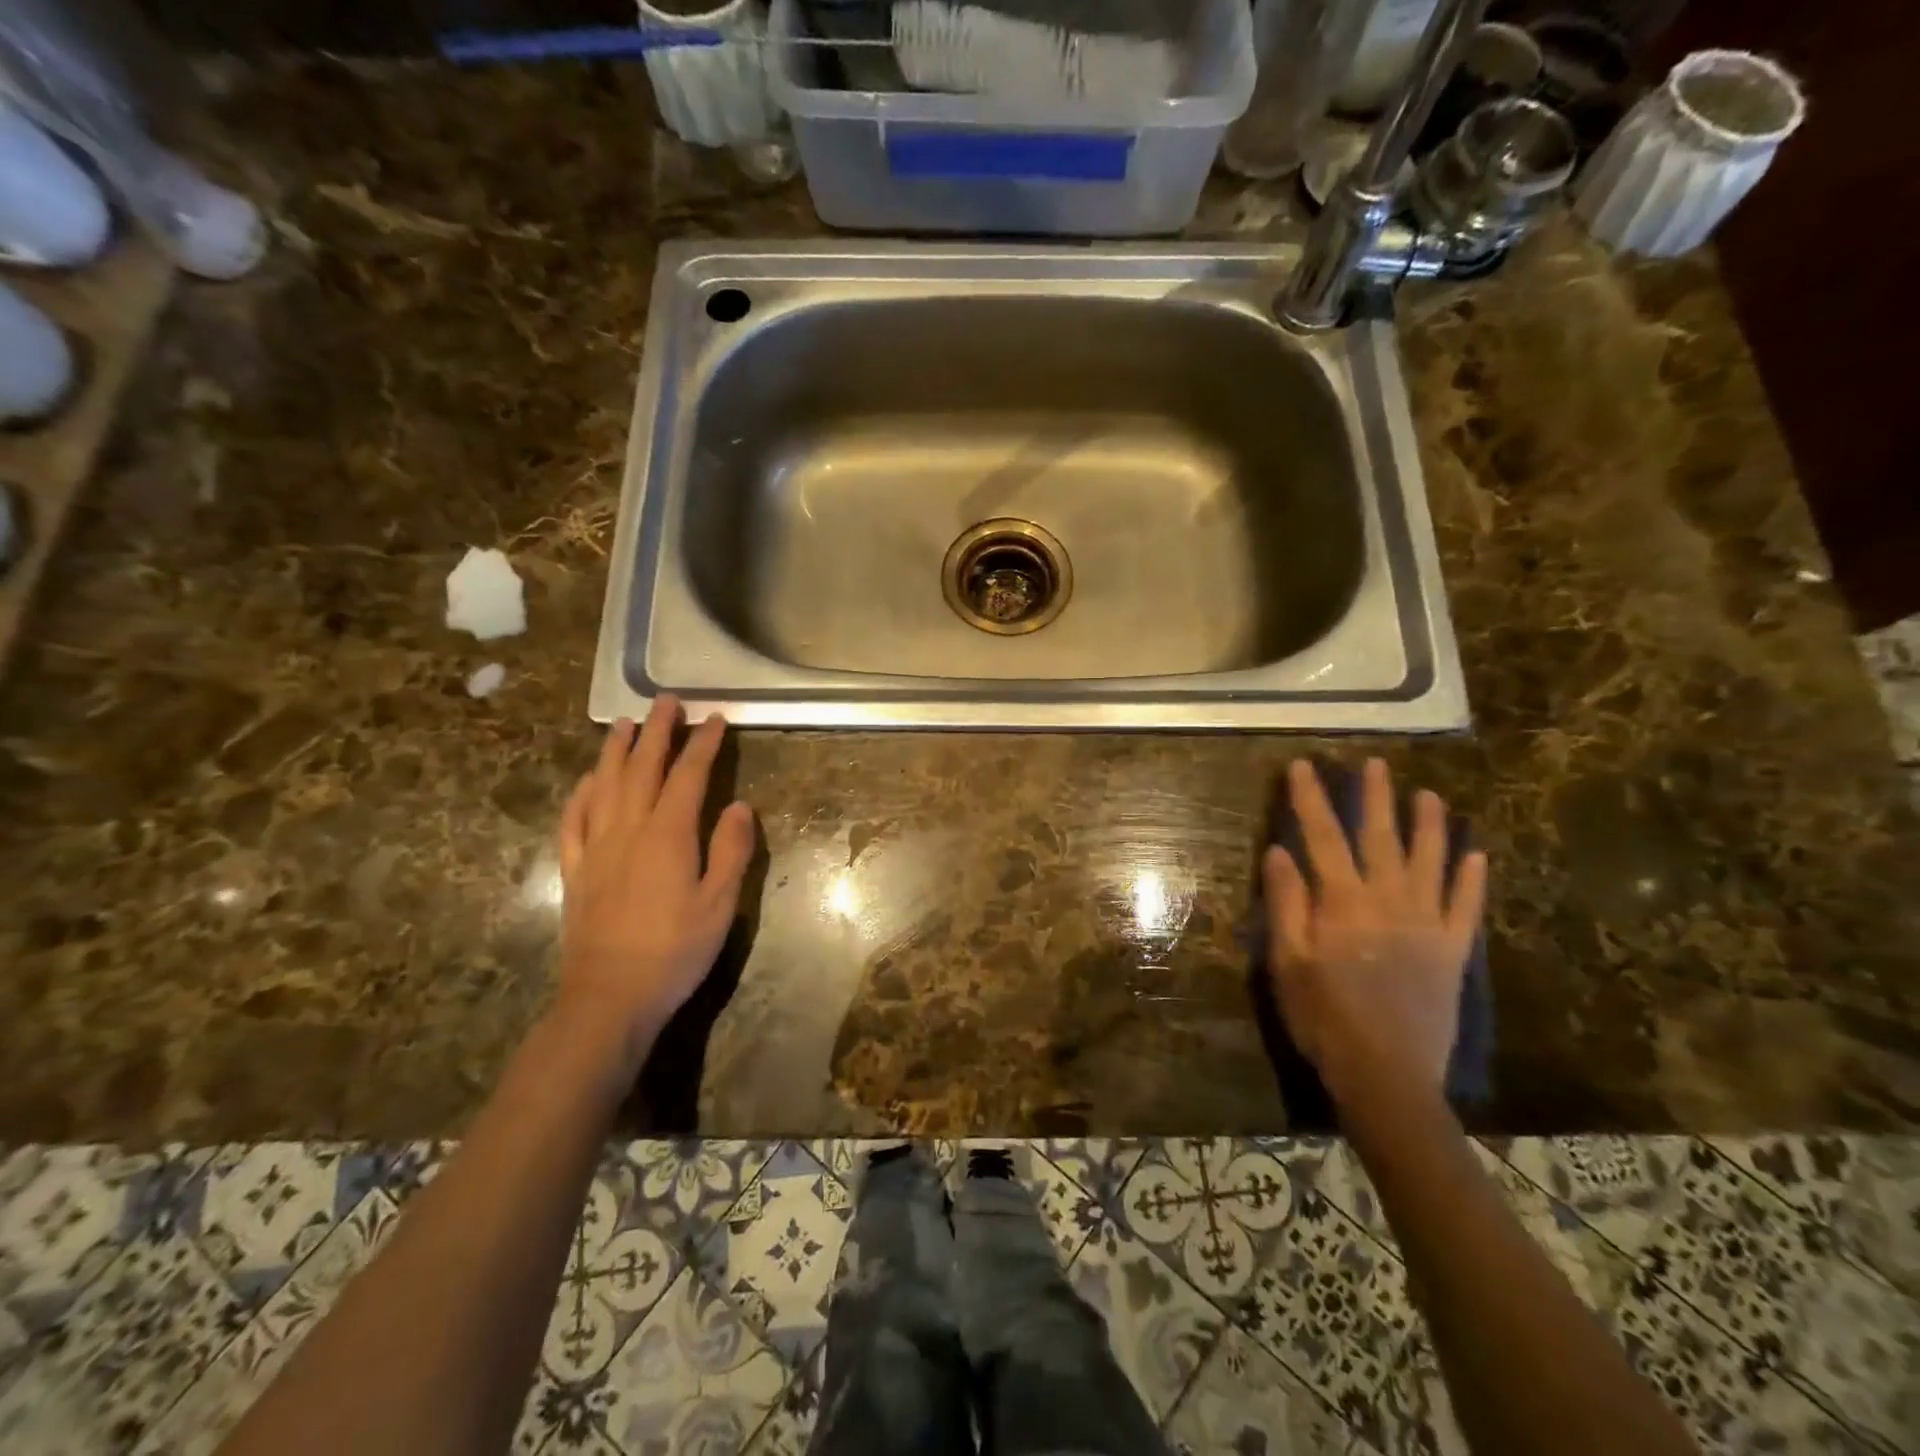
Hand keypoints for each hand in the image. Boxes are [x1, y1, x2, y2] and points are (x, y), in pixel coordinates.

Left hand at [557, 696, 756, 1044]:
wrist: (610, 997)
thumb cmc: (675, 951)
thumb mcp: (719, 904)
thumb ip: (731, 850)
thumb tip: (738, 805)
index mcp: (668, 834)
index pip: (688, 775)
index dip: (702, 744)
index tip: (714, 719)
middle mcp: (628, 829)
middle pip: (641, 767)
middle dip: (657, 731)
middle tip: (667, 702)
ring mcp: (596, 847)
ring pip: (604, 784)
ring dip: (615, 750)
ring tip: (624, 723)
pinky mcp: (576, 869)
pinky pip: (574, 819)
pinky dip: (582, 791)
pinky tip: (588, 779)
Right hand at [1263, 758, 1486, 1109]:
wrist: (1386, 1074)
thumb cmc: (1324, 1016)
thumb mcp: (1288, 961)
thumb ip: (1287, 903)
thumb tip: (1280, 851)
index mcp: (1343, 903)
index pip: (1323, 837)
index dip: (1311, 799)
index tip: (1304, 766)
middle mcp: (1389, 902)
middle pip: (1381, 838)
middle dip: (1376, 798)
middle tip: (1375, 764)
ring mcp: (1427, 925)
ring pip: (1431, 863)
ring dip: (1431, 827)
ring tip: (1430, 796)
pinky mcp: (1452, 952)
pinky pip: (1466, 908)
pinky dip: (1472, 880)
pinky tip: (1478, 856)